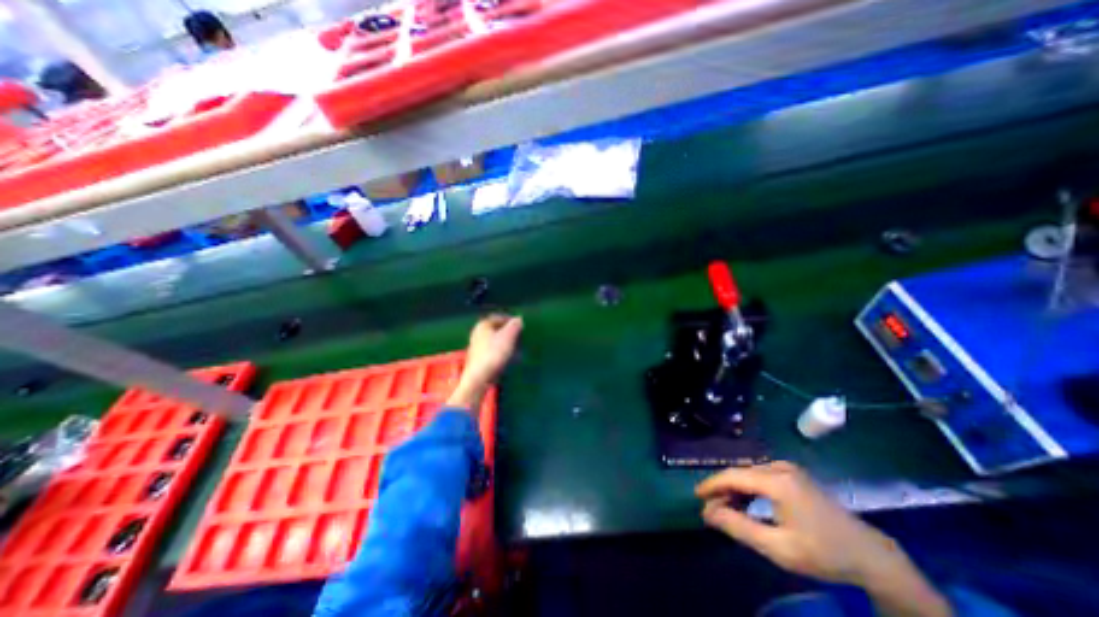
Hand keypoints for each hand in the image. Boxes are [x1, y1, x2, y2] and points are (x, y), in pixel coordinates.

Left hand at [446, 316, 522, 407]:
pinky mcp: (479, 359)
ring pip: (496, 342)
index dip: (511, 321)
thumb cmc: (494, 353)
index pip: (499, 318)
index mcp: (483, 324)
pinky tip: (510, 360)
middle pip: (497, 330)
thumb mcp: (508, 336)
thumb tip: (518, 319)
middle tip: (521, 338)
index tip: (522, 327)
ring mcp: (477, 347)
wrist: (479, 378)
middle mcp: (477, 333)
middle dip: (510, 333)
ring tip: (518, 350)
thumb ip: (515, 325)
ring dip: (507, 344)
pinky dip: (502, 353)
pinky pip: (493, 352)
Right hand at [698, 464, 948, 615]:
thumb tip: (707, 512)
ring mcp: (788, 468)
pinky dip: (749, 488)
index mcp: (776, 481)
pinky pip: (761, 476)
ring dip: (736, 490)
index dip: (712, 484)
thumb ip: (739, 527)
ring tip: (728, 509)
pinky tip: (748, 504)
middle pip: (740, 473)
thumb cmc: (823, 553)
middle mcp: (779, 467)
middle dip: (723, 490)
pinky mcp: (794, 474)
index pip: (732, 476)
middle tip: (712, 509)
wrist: (871, 556)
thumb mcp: (778, 548)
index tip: (697, 495)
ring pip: (749, 474)